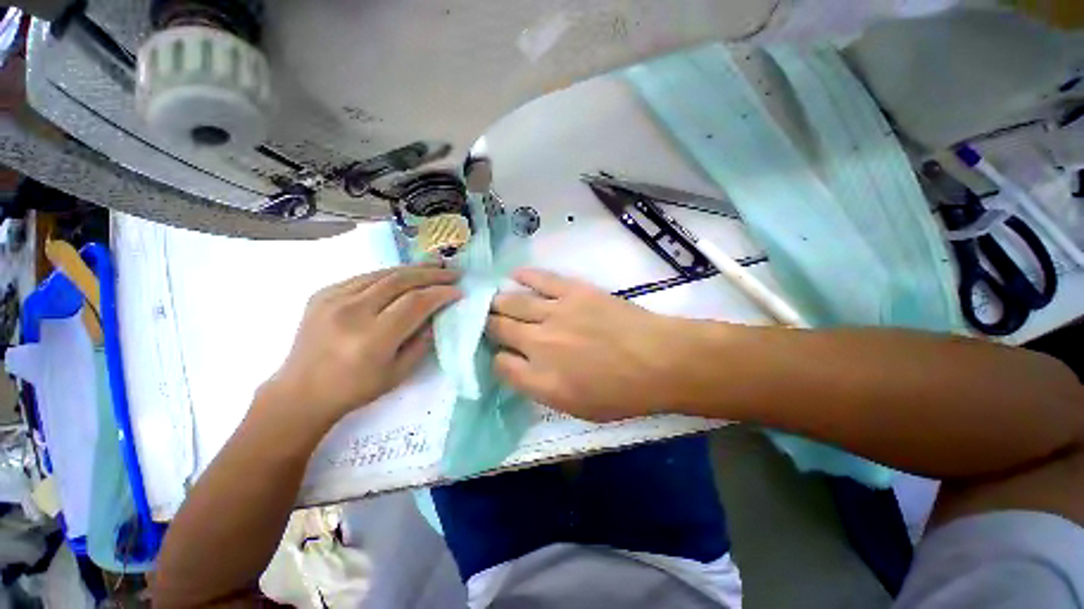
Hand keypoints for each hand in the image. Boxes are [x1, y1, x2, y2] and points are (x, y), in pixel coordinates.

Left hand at [263, 264, 460, 423]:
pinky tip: (404, 275)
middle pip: (400, 281)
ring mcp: (333, 299)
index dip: (440, 293)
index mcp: (372, 338)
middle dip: (431, 274)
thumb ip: (423, 341)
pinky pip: (364, 277)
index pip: (415, 303)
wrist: (302, 391)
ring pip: (382, 273)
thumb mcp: (399, 372)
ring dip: (413, 268)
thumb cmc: (356, 388)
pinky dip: (389, 274)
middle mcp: (351, 312)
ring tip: (435, 265)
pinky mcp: (323, 294)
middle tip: (453, 272)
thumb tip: (438, 315)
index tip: (458, 291)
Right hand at [487, 268, 682, 421]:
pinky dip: (524, 276)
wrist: (659, 360)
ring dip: (498, 302)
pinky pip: (540, 279)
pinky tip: (514, 275)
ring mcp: (554, 313)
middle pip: (499, 328)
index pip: (501, 364)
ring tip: (493, 301)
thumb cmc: (623, 393)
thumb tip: (518, 368)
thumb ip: (540, 389)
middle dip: (488, 325)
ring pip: (512, 302)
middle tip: (487, 322)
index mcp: (540, 379)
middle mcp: (539, 344)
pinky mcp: (572, 291)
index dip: (497, 358)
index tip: (502, 354)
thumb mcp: (578, 408)